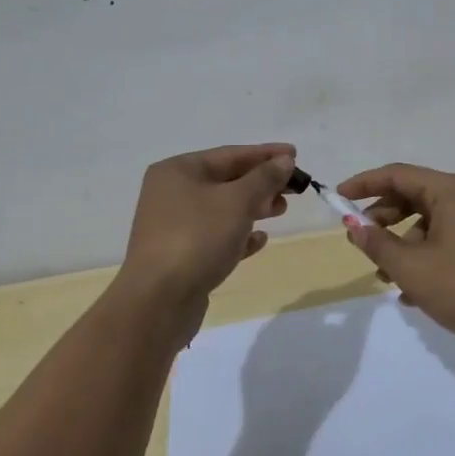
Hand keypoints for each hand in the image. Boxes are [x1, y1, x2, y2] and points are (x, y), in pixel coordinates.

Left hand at [123, 144, 295, 308]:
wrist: (158, 301)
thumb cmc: (198, 238)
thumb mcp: (237, 201)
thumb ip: (264, 177)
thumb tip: (284, 160)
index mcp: (178, 171)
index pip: (230, 154)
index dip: (266, 154)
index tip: (296, 155)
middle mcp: (171, 193)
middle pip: (226, 180)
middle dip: (262, 182)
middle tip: (294, 187)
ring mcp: (174, 226)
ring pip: (222, 209)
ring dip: (254, 207)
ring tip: (281, 210)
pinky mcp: (181, 255)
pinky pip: (216, 236)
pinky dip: (239, 234)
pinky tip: (260, 239)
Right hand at [334, 163, 454, 352]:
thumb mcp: (412, 268)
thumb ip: (377, 244)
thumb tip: (353, 225)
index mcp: (451, 190)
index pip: (398, 174)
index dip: (364, 184)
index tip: (337, 198)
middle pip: (413, 196)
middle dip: (383, 218)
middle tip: (360, 241)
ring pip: (428, 222)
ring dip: (402, 244)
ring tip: (386, 277)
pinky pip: (445, 239)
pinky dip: (424, 256)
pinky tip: (412, 292)